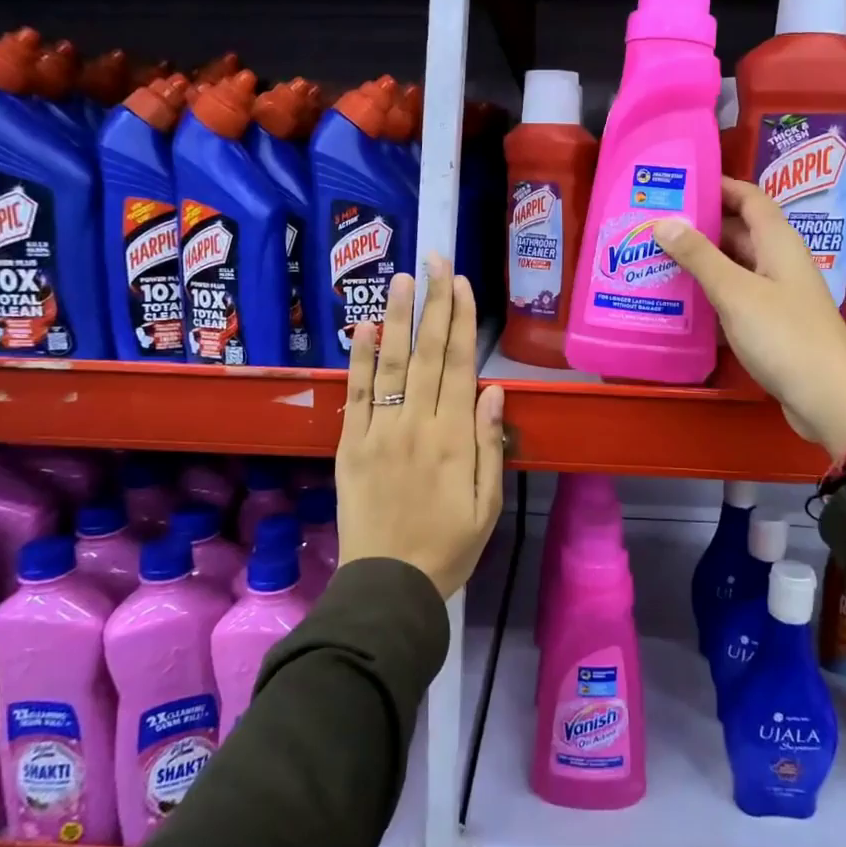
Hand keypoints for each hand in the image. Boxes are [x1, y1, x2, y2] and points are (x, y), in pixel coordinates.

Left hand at [336, 255, 506, 597]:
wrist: (388, 586)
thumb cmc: (449, 547)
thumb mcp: (488, 504)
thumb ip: (490, 444)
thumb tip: (494, 390)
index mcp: (455, 439)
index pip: (459, 366)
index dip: (462, 321)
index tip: (460, 284)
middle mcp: (417, 425)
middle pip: (428, 354)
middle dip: (432, 304)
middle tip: (433, 260)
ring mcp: (380, 432)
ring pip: (391, 365)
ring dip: (397, 319)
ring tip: (400, 279)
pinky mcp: (351, 445)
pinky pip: (357, 396)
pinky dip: (360, 360)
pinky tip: (364, 329)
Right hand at [655, 178, 845, 462]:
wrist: (827, 398)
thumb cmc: (783, 336)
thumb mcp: (735, 292)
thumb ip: (699, 257)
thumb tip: (664, 221)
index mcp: (779, 243)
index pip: (750, 198)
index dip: (719, 186)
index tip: (680, 183)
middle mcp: (779, 262)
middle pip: (738, 232)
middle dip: (699, 226)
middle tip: (654, 225)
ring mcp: (776, 295)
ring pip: (734, 267)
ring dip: (701, 262)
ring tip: (656, 259)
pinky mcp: (770, 325)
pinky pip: (735, 298)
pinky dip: (709, 295)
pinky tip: (679, 301)